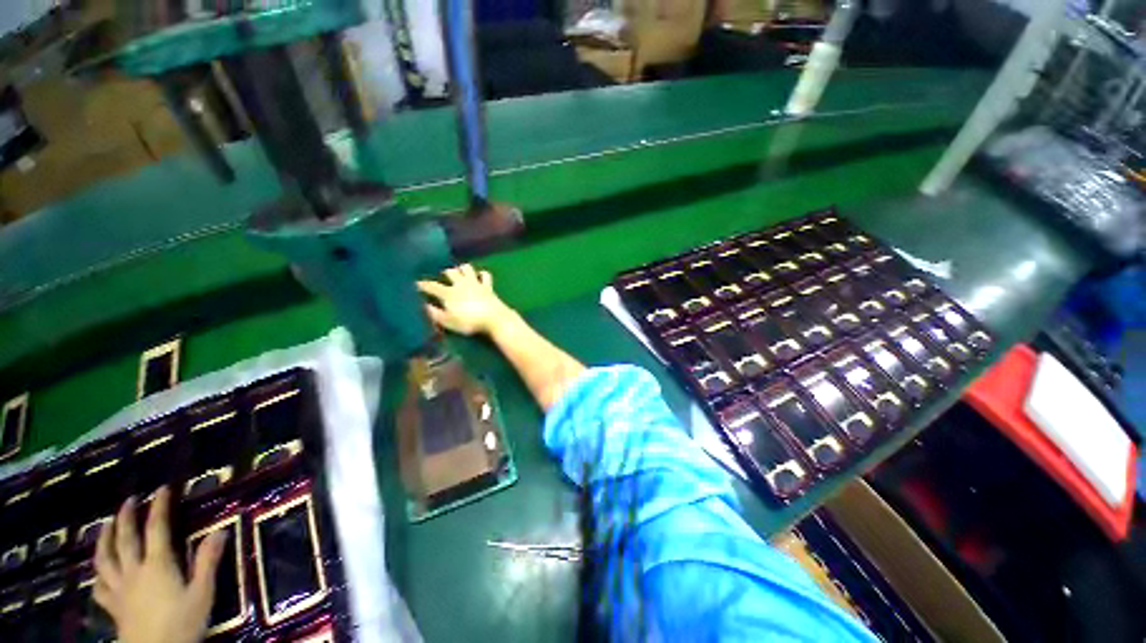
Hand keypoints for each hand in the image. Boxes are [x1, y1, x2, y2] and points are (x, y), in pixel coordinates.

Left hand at [93, 487, 225, 642]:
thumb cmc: (183, 623)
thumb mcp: (202, 594)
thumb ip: (207, 562)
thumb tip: (220, 530)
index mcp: (157, 565)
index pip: (157, 528)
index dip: (159, 507)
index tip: (162, 489)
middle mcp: (134, 570)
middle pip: (125, 539)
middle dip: (126, 517)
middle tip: (129, 500)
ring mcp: (120, 589)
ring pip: (105, 559)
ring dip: (105, 539)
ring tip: (106, 525)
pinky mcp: (113, 606)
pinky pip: (100, 586)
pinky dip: (98, 575)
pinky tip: (99, 572)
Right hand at [417, 264, 514, 335]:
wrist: (494, 319)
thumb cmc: (469, 322)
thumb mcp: (448, 322)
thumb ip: (435, 314)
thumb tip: (425, 305)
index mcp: (449, 293)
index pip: (431, 286)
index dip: (422, 284)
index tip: (415, 283)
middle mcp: (461, 284)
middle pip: (451, 272)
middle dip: (445, 272)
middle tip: (442, 276)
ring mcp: (476, 283)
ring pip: (467, 268)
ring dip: (462, 268)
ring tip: (459, 272)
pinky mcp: (488, 286)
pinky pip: (485, 275)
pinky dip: (481, 274)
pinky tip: (479, 276)